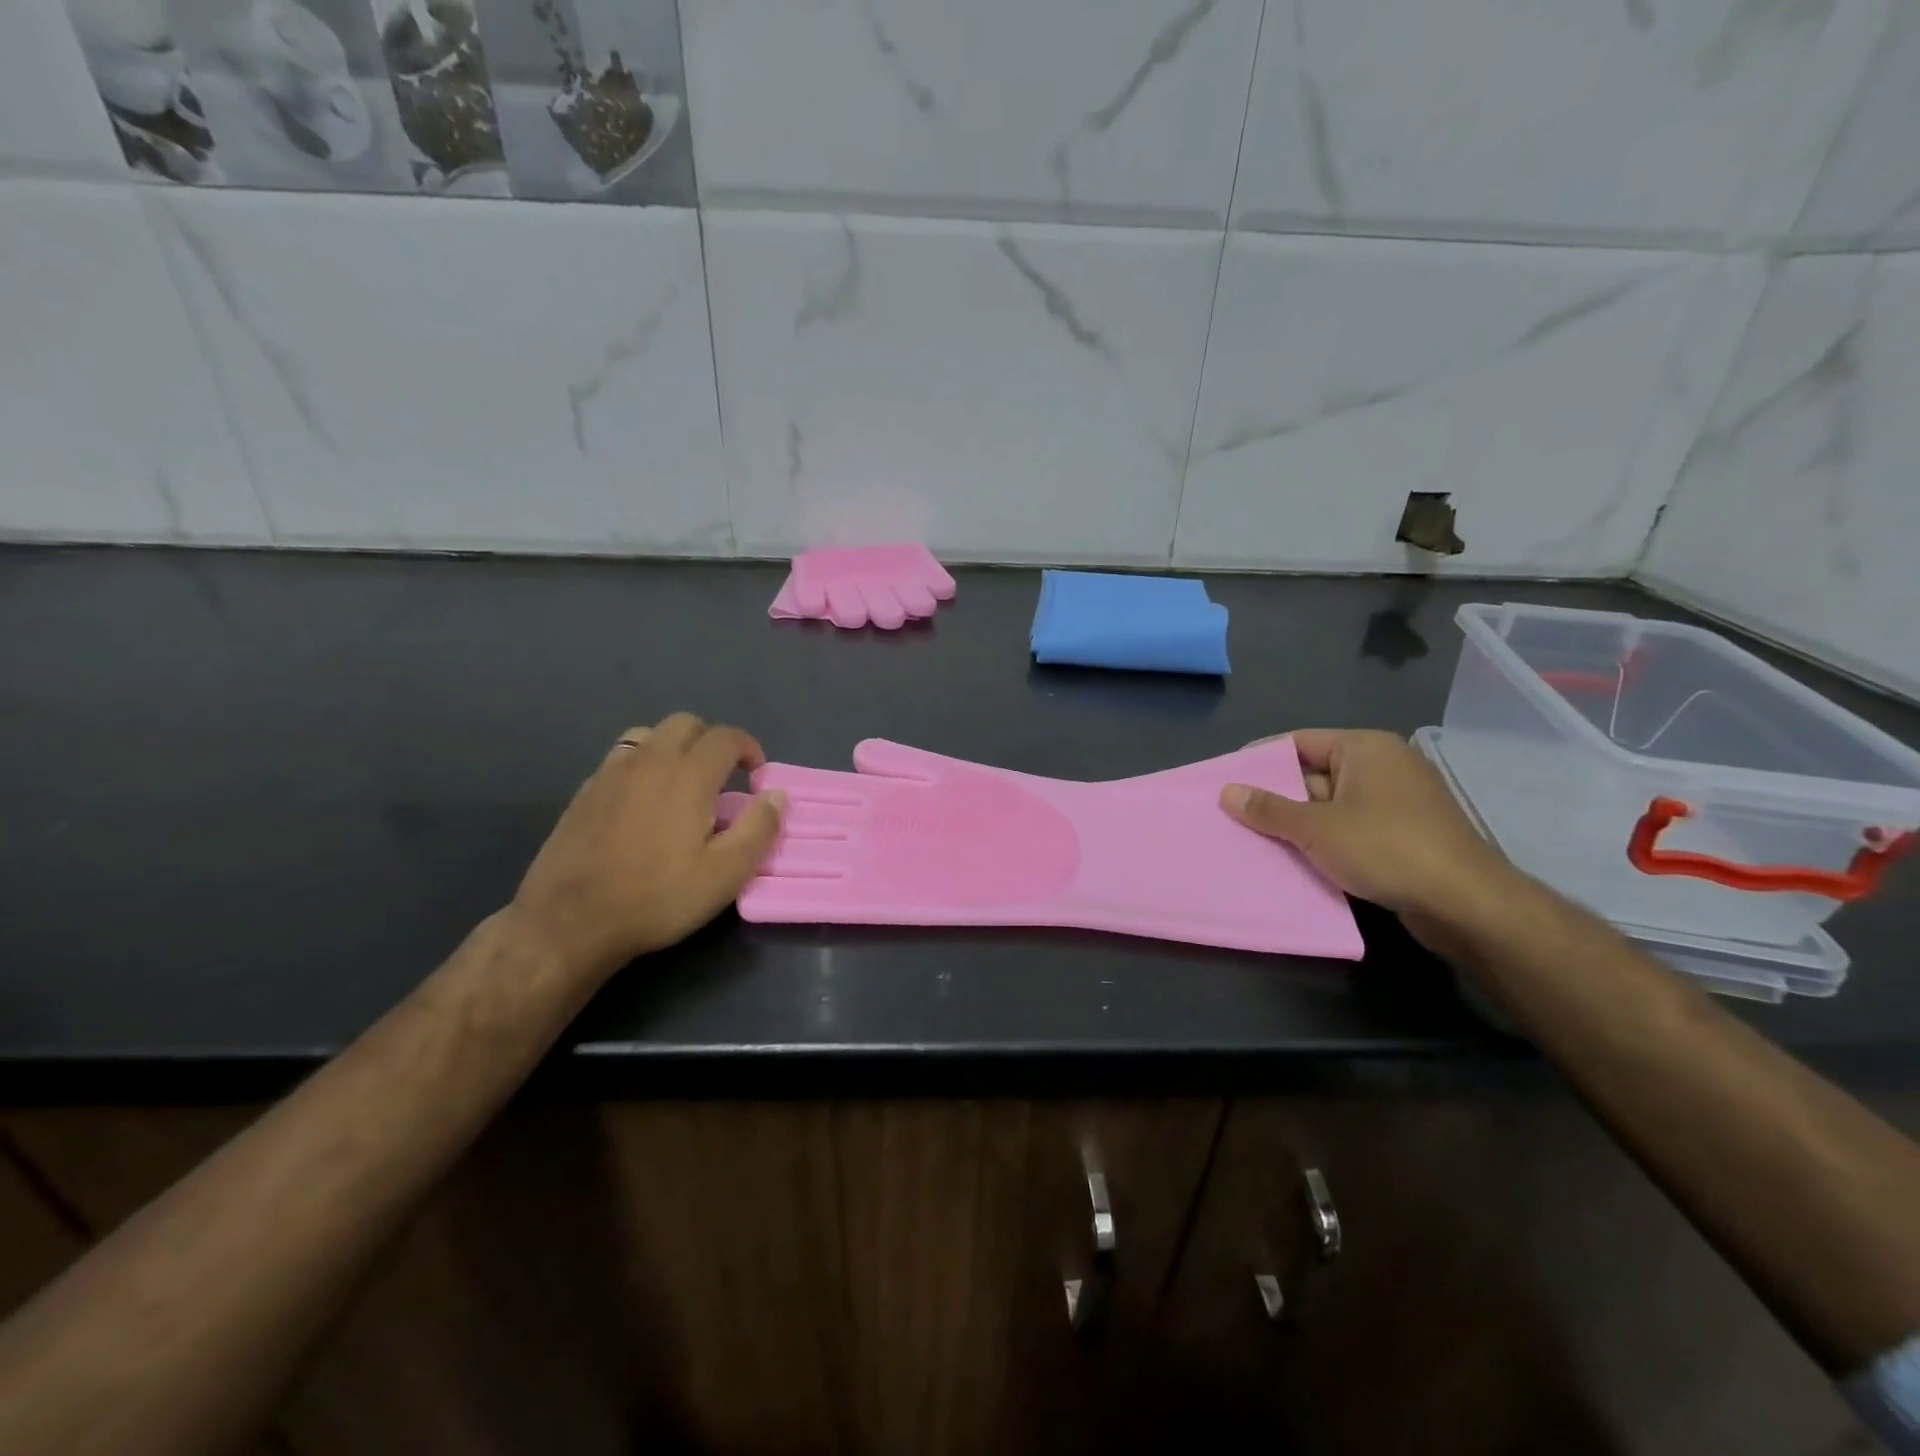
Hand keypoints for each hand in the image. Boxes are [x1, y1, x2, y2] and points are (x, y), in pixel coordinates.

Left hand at [510, 714, 785, 977]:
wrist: (568, 923)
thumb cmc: (656, 898)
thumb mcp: (724, 875)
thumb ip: (758, 829)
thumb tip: (775, 795)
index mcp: (687, 776)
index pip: (725, 737)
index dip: (748, 747)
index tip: (756, 774)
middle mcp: (648, 761)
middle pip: (685, 724)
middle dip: (712, 741)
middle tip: (723, 777)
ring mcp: (611, 774)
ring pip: (649, 735)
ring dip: (675, 748)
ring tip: (683, 783)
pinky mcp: (585, 792)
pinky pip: (621, 759)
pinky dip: (643, 765)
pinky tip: (644, 802)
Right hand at [1219, 729, 1521, 937]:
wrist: (1466, 903)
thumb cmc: (1386, 848)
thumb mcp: (1316, 828)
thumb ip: (1268, 809)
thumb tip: (1227, 792)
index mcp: (1364, 748)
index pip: (1299, 742)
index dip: (1260, 759)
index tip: (1226, 778)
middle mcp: (1383, 765)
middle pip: (1314, 773)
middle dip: (1276, 795)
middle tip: (1233, 813)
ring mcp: (1397, 801)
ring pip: (1331, 804)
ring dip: (1297, 822)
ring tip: (1253, 838)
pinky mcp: (1406, 833)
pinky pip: (1351, 827)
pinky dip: (1324, 839)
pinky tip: (1295, 858)